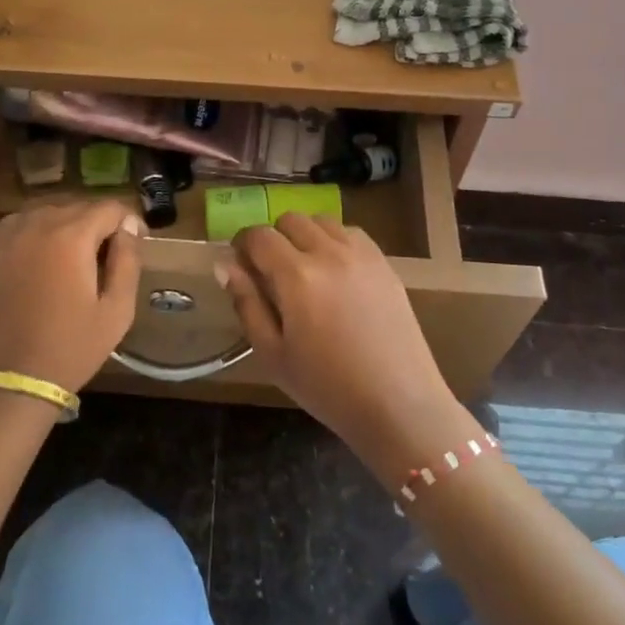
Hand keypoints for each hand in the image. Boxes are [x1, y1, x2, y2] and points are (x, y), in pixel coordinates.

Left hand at [0, 203, 142, 394]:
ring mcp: (7, 236)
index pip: (109, 208)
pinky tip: (43, 259)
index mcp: (71, 236)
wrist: (8, 380)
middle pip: (78, 207)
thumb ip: (128, 261)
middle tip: (108, 257)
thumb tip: (130, 228)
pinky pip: (20, 225)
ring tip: (75, 259)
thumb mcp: (116, 311)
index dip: (128, 222)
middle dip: (98, 225)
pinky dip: (37, 233)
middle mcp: (37, 224)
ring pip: (48, 213)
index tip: (136, 243)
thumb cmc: (70, 349)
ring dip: (67, 226)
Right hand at [220, 214, 474, 477]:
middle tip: (271, 271)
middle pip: (291, 220)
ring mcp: (362, 255)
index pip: (259, 236)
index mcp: (297, 276)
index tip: (240, 264)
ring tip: (304, 269)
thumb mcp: (272, 354)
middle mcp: (329, 253)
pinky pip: (352, 234)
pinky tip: (335, 272)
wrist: (398, 405)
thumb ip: (247, 303)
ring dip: (305, 235)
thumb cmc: (327, 387)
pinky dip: (335, 241)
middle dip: (274, 238)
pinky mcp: (385, 264)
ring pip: (323, 221)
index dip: (243, 244)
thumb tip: (225, 265)